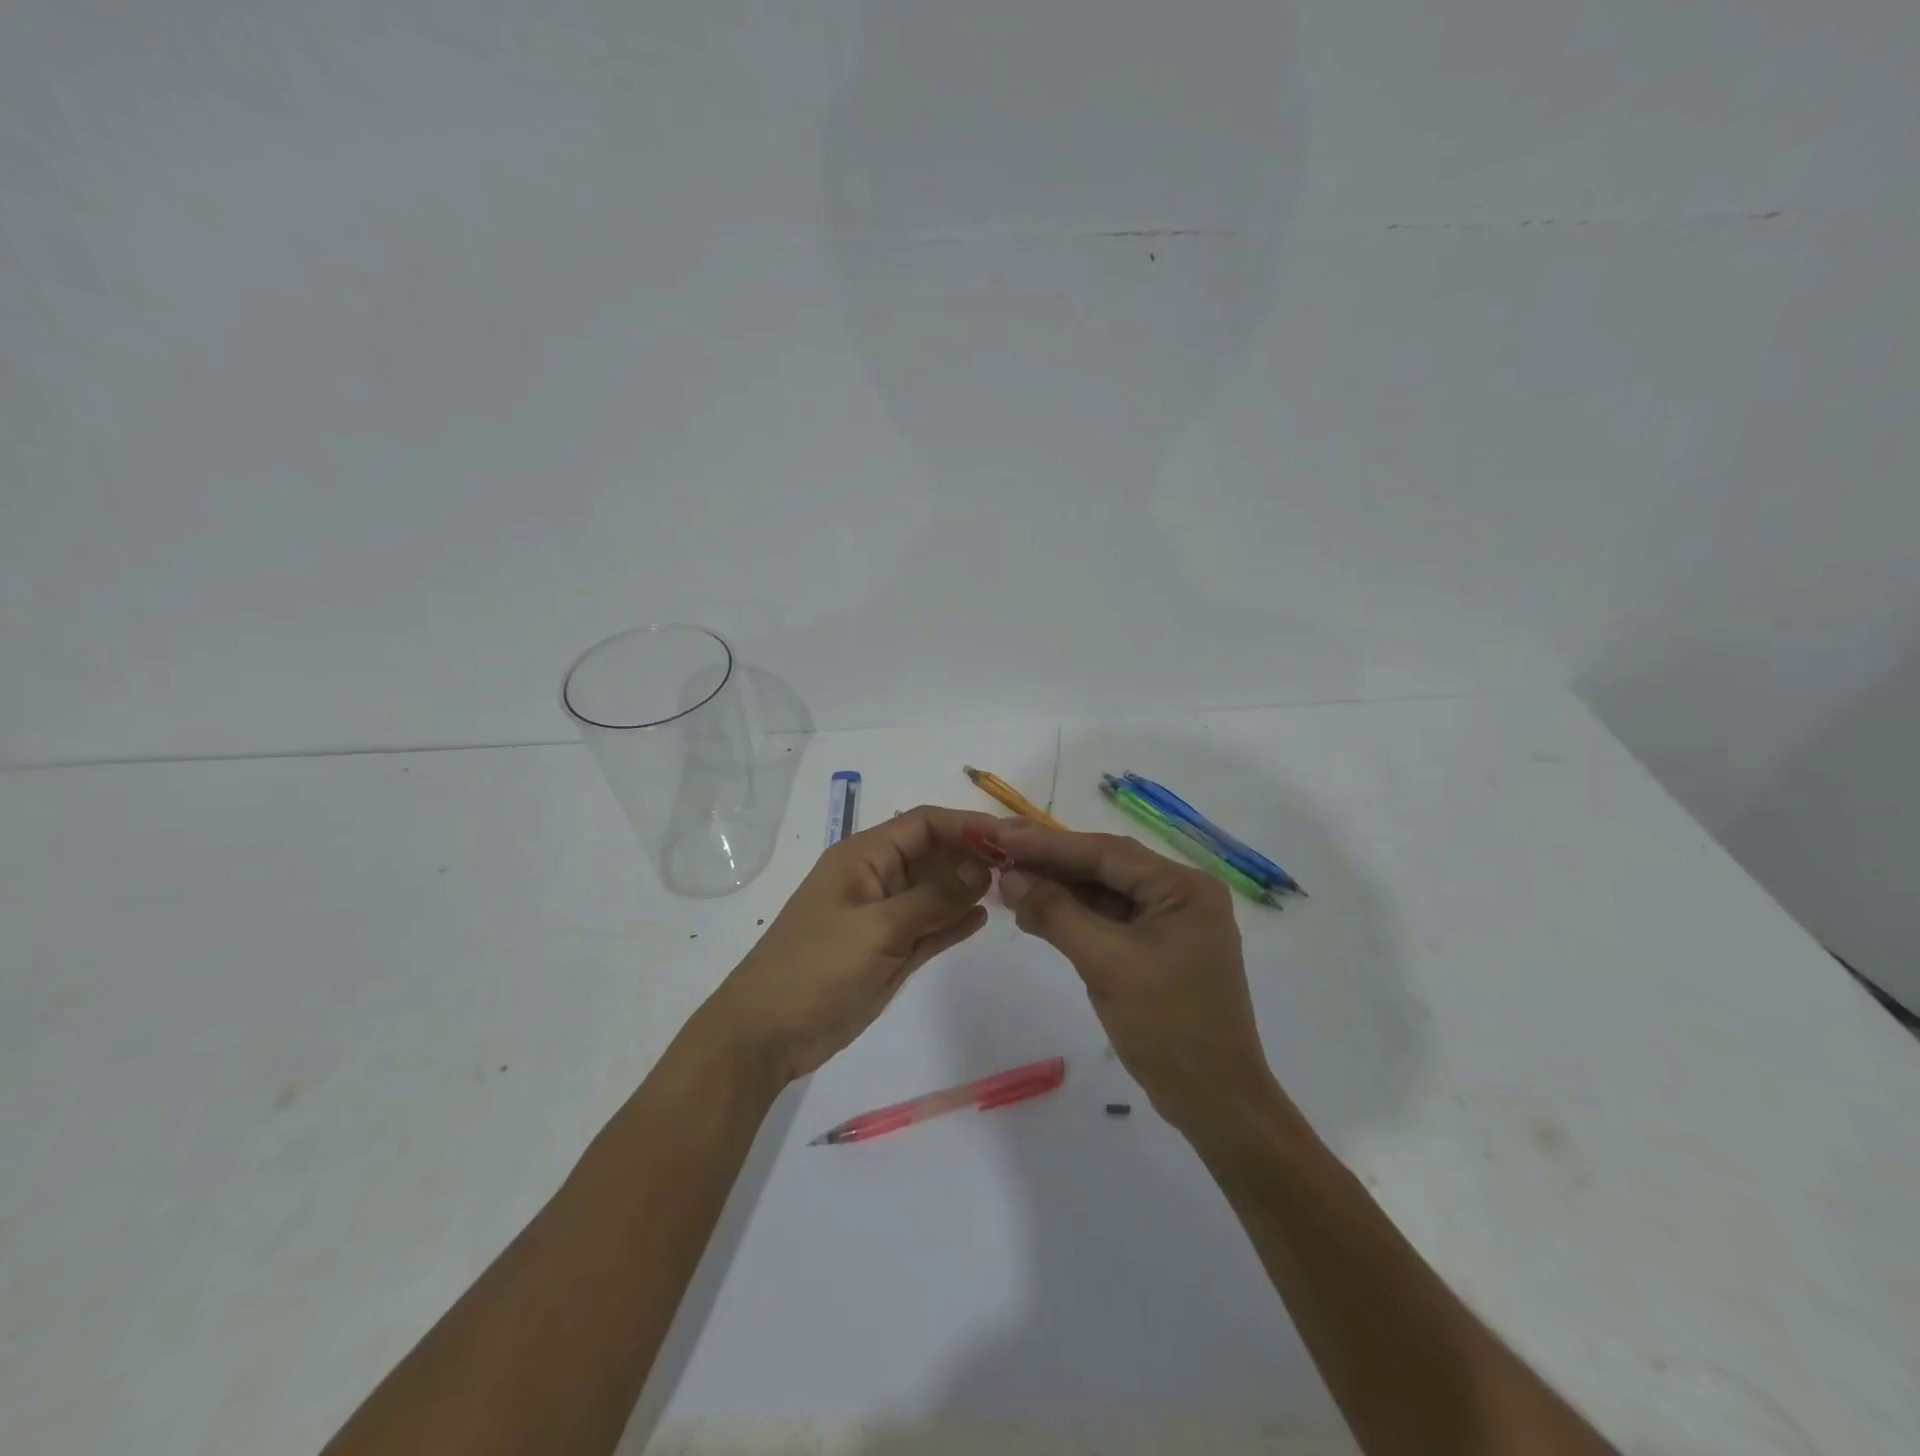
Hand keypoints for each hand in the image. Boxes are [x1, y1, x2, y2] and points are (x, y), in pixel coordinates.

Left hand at [708, 805, 1000, 1083]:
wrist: (767, 1034)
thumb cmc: (816, 968)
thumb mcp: (877, 928)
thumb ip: (932, 898)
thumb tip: (982, 869)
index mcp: (864, 857)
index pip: (923, 824)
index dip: (966, 825)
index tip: (1009, 837)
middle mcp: (877, 878)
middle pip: (932, 854)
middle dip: (972, 855)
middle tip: (1020, 867)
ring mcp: (883, 916)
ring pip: (934, 891)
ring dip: (966, 888)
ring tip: (1011, 889)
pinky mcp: (889, 951)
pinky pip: (929, 926)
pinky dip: (953, 920)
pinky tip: (983, 918)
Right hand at [992, 820, 1279, 1131]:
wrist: (1215, 1104)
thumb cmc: (1168, 1027)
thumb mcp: (1106, 964)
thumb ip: (1056, 913)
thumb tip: (1009, 876)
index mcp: (1183, 887)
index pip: (1106, 852)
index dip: (1049, 843)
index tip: (1001, 835)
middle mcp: (1181, 894)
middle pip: (1105, 867)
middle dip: (1051, 863)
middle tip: (999, 852)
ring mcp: (1170, 923)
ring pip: (1104, 893)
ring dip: (1058, 890)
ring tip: (1008, 883)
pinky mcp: (1157, 949)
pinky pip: (1109, 920)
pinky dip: (1073, 917)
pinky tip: (1035, 913)